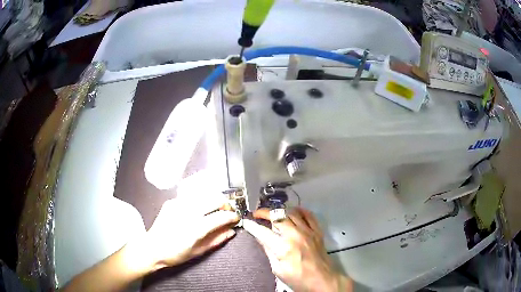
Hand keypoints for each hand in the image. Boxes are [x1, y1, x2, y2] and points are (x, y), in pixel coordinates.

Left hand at [127, 196, 238, 273]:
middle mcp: (187, 212)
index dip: (232, 216)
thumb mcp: (199, 252)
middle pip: (214, 198)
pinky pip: (191, 197)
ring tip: (214, 210)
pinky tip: (198, 210)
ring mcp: (178, 204)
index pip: (220, 216)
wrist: (152, 248)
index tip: (236, 218)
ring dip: (212, 200)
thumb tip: (231, 231)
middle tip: (226, 212)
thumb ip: (217, 240)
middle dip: (225, 204)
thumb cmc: (176, 254)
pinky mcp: (172, 202)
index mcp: (195, 228)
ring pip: (203, 194)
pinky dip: (199, 201)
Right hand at [243, 208, 351, 291]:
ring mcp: (308, 231)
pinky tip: (293, 211)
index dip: (252, 226)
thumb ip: (268, 251)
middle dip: (264, 213)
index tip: (246, 221)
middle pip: (277, 216)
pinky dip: (300, 211)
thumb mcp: (278, 269)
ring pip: (292, 213)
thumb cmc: (297, 279)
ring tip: (273, 214)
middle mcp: (295, 235)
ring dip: (280, 211)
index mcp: (283, 248)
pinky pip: (309, 215)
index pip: (263, 232)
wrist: (322, 280)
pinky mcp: (317, 231)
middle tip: (257, 214)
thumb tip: (260, 237)